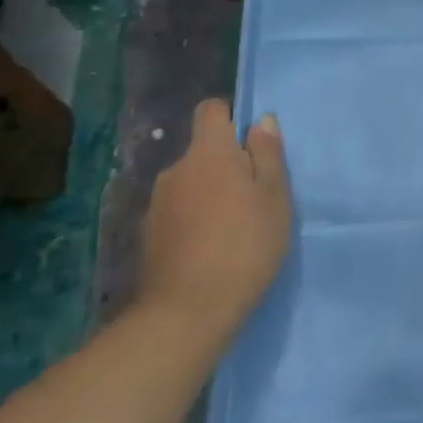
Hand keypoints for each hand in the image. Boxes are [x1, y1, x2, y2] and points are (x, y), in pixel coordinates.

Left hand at [136, 99, 291, 340]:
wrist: (187, 312)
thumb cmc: (244, 245)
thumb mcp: (274, 197)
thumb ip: (268, 155)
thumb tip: (261, 120)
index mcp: (208, 153)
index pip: (211, 110)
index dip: (231, 118)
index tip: (253, 145)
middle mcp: (176, 170)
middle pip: (203, 152)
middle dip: (227, 165)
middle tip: (255, 197)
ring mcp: (157, 204)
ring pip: (191, 184)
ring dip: (211, 194)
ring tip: (235, 228)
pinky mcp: (148, 236)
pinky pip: (179, 212)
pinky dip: (195, 220)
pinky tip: (211, 249)